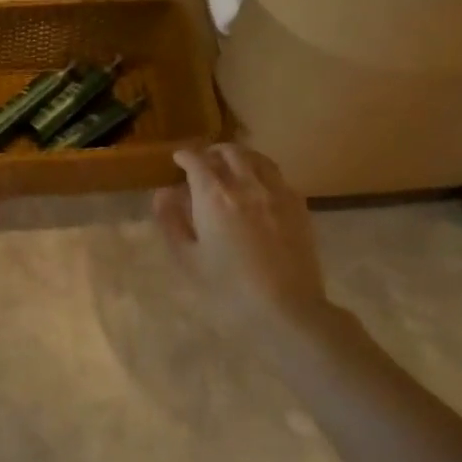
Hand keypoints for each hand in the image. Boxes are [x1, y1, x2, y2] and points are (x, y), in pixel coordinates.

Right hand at [154, 143, 331, 329]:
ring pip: (257, 158)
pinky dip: (261, 172)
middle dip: (212, 152)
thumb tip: (163, 194)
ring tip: (231, 167)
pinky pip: (277, 176)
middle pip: (229, 152)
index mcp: (214, 196)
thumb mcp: (188, 260)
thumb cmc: (229, 289)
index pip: (196, 161)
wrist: (287, 310)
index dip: (185, 156)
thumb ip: (172, 222)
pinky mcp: (298, 206)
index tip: (178, 159)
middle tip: (203, 162)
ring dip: (239, 156)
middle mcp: (246, 184)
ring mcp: (276, 192)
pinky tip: (259, 188)